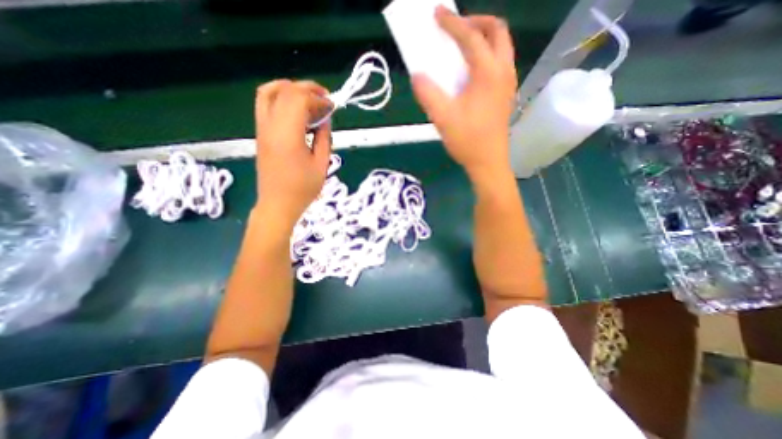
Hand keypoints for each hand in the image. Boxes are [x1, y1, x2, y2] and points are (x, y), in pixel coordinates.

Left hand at [256, 80, 330, 226]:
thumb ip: (324, 138)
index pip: (299, 100)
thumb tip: (325, 119)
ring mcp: (262, 129)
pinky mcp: (260, 134)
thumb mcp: (321, 164)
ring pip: (269, 92)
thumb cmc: (303, 189)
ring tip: (309, 97)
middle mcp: (270, 126)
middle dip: (307, 89)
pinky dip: (280, 98)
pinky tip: (295, 108)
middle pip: (285, 91)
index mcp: (288, 135)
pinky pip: (265, 105)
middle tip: (324, 98)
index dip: (318, 98)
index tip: (332, 106)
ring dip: (290, 89)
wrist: (278, 204)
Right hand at [410, 8, 518, 182]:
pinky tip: (472, 72)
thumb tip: (417, 76)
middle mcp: (504, 72)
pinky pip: (500, 63)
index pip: (471, 38)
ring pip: (502, 46)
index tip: (438, 13)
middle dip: (476, 22)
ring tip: (463, 47)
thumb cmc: (467, 141)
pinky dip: (487, 55)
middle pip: (498, 31)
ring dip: (484, 38)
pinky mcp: (506, 95)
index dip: (452, 23)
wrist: (488, 162)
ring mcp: (508, 84)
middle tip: (456, 29)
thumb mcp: (443, 118)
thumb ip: (428, 94)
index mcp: (488, 74)